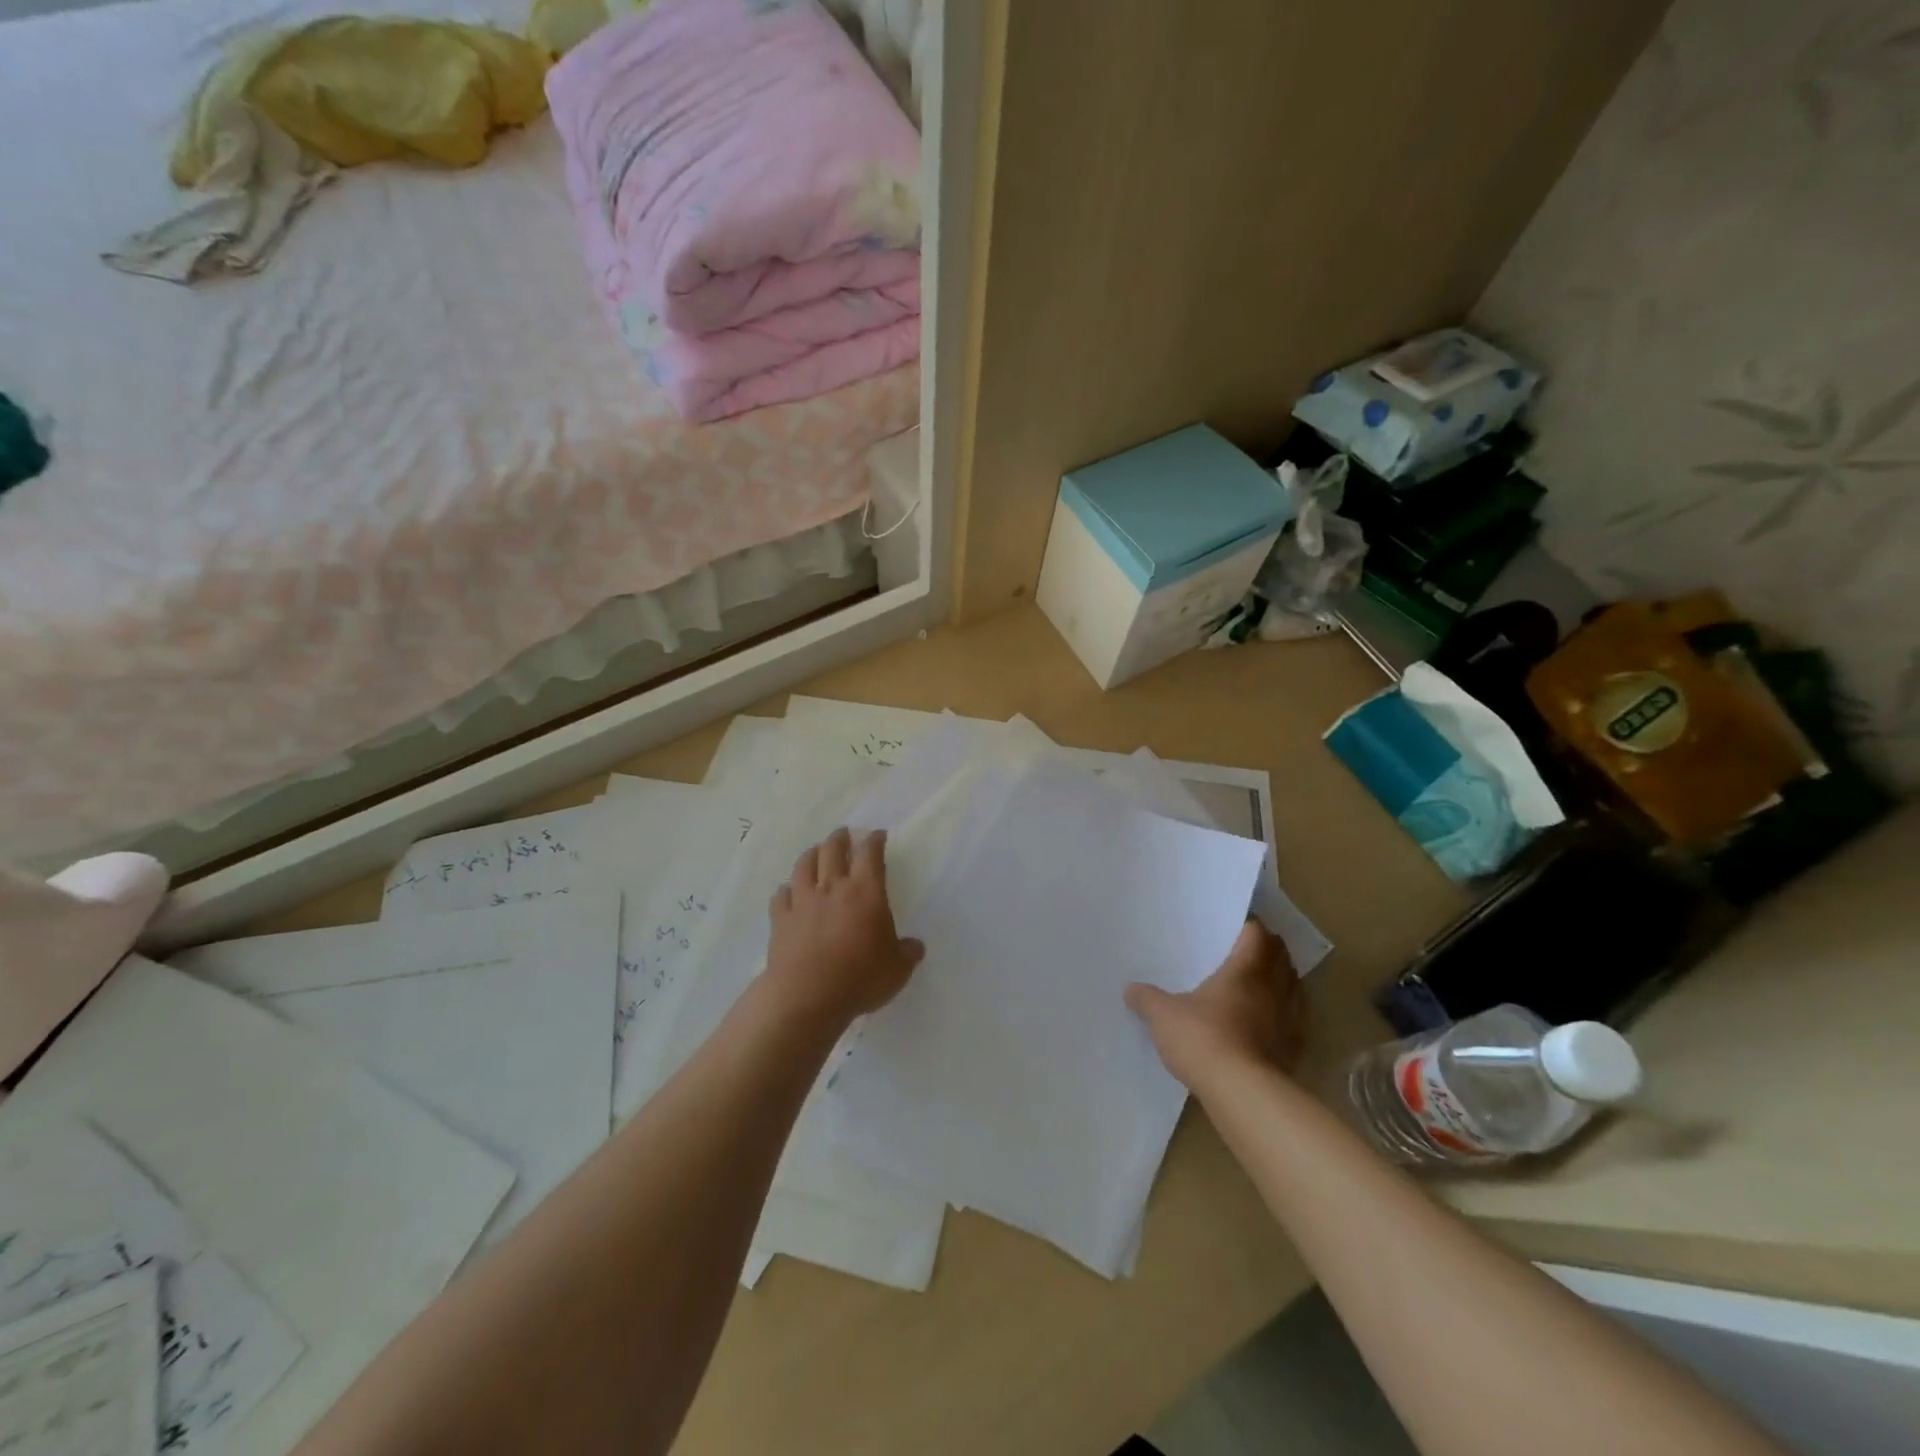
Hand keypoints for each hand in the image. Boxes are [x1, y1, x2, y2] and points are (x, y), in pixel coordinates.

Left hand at [765, 827, 924, 1025]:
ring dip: (812, 854)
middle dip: (840, 838)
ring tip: (815, 852)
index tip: (877, 835)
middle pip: (833, 850)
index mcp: (865, 892)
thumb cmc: (860, 978)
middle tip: (844, 834)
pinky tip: (788, 892)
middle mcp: (833, 887)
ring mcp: (803, 901)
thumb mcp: (897, 970)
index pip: (870, 855)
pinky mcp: (780, 919)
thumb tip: (915, 946)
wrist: (807, 996)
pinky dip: (787, 890)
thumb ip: (907, 953)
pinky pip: (781, 895)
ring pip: (804, 865)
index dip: (874, 841)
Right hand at [1125, 920, 1305, 1089]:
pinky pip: (1296, 1021)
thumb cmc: (1203, 1039)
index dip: (1251, 927)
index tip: (1239, 926)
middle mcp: (1272, 989)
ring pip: (1295, 988)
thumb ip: (1147, 1000)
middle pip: (1282, 958)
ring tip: (1265, 982)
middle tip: (1252, 949)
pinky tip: (1272, 1023)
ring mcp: (1289, 1020)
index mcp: (1243, 971)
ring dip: (1284, 980)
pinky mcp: (1295, 1049)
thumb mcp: (1163, 1017)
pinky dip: (1287, 1014)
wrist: (1243, 1093)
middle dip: (1271, 950)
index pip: (1257, 935)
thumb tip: (1131, 989)